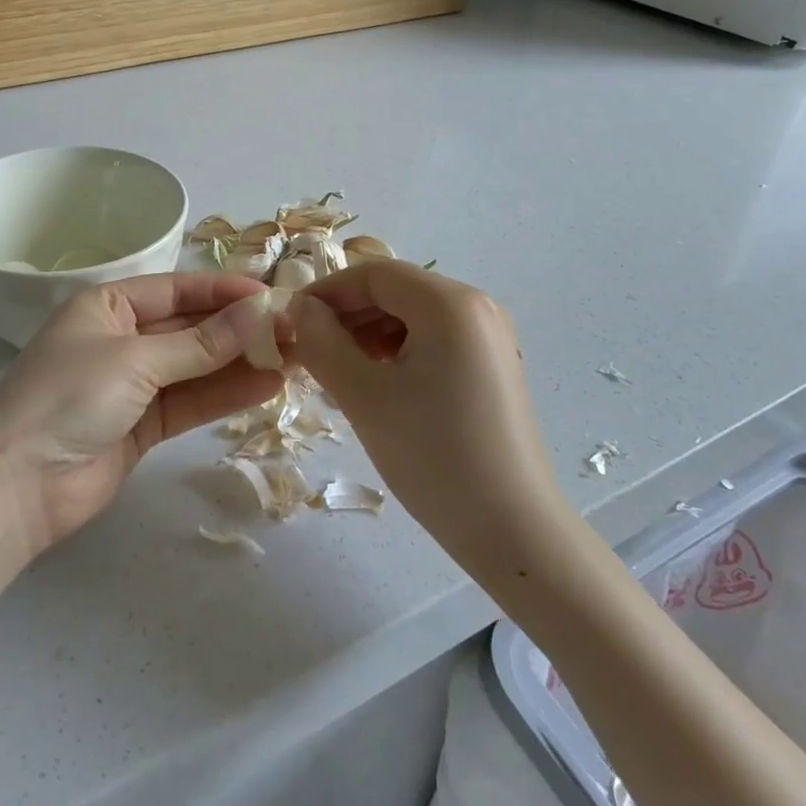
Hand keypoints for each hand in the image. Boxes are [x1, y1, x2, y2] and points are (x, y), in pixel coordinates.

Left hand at [0, 272, 284, 558]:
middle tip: (295, 330)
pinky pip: (192, 401)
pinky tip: (268, 386)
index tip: (273, 295)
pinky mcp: (144, 425)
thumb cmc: (68, 397)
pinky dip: (226, 394)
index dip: (225, 291)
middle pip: (191, 328)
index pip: (178, 289)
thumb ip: (201, 343)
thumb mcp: (135, 360)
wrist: (16, 487)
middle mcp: (122, 338)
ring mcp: (134, 384)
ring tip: (295, 357)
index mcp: (108, 306)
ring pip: (197, 366)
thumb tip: (259, 314)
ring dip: (241, 362)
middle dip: (240, 329)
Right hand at [288, 262, 570, 586]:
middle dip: (347, 315)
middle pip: (395, 290)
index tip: (291, 322)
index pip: (374, 274)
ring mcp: (490, 336)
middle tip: (311, 352)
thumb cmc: (433, 456)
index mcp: (450, 303)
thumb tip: (299, 309)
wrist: (513, 531)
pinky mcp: (492, 364)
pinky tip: (377, 384)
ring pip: (412, 315)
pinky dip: (397, 350)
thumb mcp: (363, 395)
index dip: (326, 292)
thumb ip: (322, 341)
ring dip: (369, 333)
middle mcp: (476, 306)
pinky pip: (433, 338)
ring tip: (340, 372)